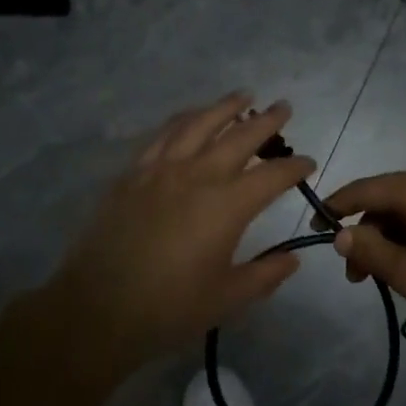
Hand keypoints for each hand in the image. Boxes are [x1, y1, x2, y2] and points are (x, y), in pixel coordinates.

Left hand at [33, 93, 313, 385]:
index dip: (295, 167)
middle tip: (283, 107)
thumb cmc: (169, 308)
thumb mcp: (228, 298)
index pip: (272, 176)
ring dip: (224, 107)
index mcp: (227, 206)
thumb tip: (293, 259)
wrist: (98, 308)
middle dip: (267, 121)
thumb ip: (265, 275)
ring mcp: (161, 170)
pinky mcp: (132, 174)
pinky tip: (190, 117)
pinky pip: (163, 135)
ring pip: (198, 124)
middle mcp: (197, 176)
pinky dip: (183, 120)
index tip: (308, 163)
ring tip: (242, 96)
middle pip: (239, 137)